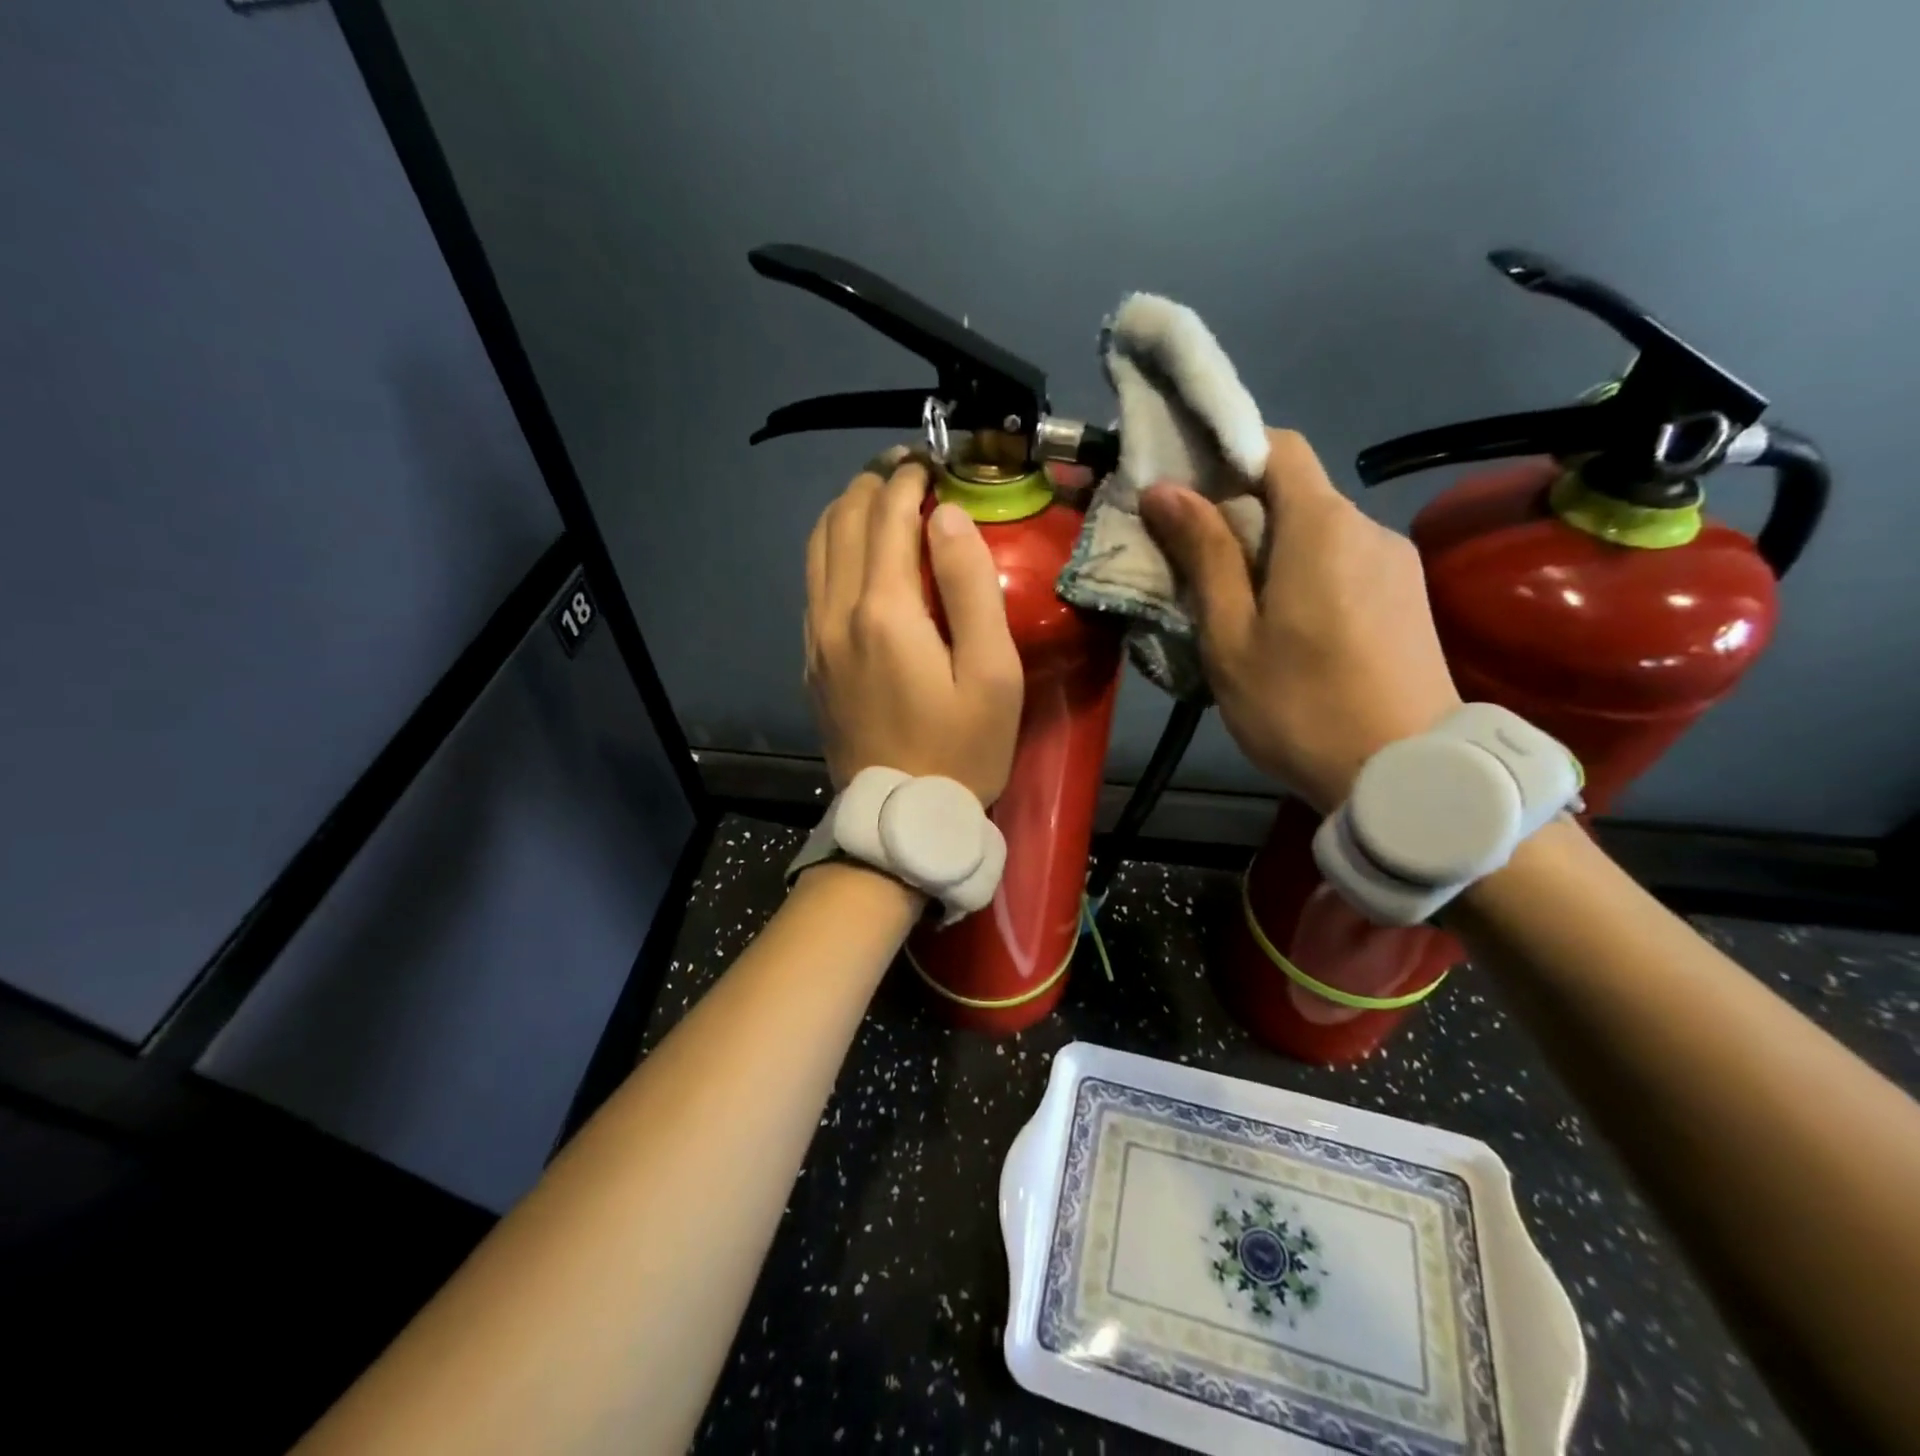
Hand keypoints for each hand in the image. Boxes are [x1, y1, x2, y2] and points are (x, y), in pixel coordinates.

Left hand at [805, 458, 1023, 804]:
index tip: (935, 463)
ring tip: (881, 500)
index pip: (887, 515)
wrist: (902, 817)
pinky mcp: (811, 660)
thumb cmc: (962, 748)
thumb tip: (947, 519)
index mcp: (883, 610)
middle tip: (910, 472)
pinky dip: (832, 550)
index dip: (910, 479)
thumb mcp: (990, 672)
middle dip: (874, 484)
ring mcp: (816, 637)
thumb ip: (969, 587)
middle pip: (842, 521)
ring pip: (817, 549)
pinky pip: (812, 584)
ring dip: (846, 512)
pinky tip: (858, 555)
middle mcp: (836, 613)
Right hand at [1140, 428, 1460, 813]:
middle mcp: (1367, 527)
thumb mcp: (1232, 637)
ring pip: (1319, 533)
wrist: (1409, 774)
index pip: (1278, 446)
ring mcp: (1396, 562)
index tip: (1184, 489)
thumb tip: (1165, 489)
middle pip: (1296, 493)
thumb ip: (1204, 556)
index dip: (1228, 453)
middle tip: (1193, 565)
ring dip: (1271, 552)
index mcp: (1321, 526)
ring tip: (1236, 608)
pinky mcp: (1408, 597)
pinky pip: (1344, 563)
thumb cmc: (1300, 706)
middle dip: (1240, 515)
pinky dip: (1305, 574)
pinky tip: (1287, 628)